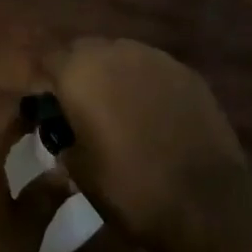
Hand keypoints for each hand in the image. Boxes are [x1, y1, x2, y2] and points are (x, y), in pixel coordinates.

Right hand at [45, 37, 246, 245]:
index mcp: (78, 72)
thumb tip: (63, 135)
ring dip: (114, 76)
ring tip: (122, 111)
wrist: (206, 200)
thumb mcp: (79, 173)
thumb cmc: (130, 187)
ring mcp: (154, 58)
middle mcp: (113, 51)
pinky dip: (147, 85)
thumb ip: (63, 142)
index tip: (49, 109)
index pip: (48, 60)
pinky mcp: (186, 72)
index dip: (45, 83)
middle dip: (79, 73)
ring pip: (121, 56)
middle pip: (84, 51)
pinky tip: (156, 116)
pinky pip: (154, 70)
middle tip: (84, 109)